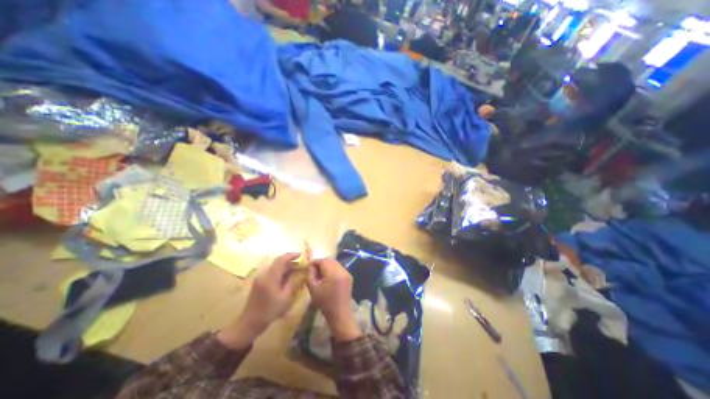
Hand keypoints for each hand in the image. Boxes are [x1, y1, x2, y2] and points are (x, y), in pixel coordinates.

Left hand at [220, 252, 301, 348]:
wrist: (250, 322)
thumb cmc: (270, 311)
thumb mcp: (285, 298)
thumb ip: (292, 282)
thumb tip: (299, 272)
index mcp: (270, 277)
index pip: (281, 260)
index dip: (292, 255)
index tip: (301, 254)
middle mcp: (264, 274)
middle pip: (278, 261)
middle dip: (290, 260)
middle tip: (301, 263)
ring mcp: (260, 277)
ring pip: (275, 266)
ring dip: (286, 265)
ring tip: (297, 269)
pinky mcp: (259, 281)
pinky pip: (272, 271)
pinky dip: (281, 270)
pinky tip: (287, 276)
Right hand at [307, 260, 360, 341]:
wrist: (340, 315)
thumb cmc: (325, 303)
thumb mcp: (313, 289)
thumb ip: (310, 275)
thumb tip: (310, 267)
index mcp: (334, 273)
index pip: (323, 261)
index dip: (315, 262)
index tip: (308, 267)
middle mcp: (342, 270)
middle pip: (330, 261)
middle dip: (321, 263)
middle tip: (313, 270)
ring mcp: (347, 273)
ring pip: (335, 264)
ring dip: (327, 266)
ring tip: (320, 275)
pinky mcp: (349, 277)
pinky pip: (339, 268)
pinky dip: (332, 270)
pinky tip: (327, 278)